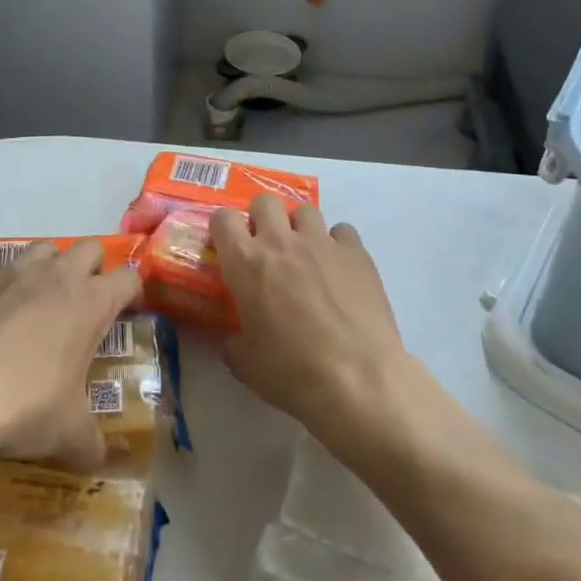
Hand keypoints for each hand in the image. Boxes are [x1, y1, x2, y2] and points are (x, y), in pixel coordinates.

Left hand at [0, 241, 137, 475]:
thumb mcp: (65, 433)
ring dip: (48, 268)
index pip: (129, 277)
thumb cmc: (22, 405)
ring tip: (38, 304)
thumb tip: (100, 461)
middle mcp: (56, 276)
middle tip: (83, 305)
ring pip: (43, 248)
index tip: (128, 312)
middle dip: (93, 269)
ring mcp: (11, 272)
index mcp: (90, 302)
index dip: (132, 292)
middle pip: (89, 248)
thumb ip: (89, 443)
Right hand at [210, 195, 407, 438]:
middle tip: (267, 247)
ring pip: (305, 210)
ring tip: (306, 256)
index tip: (228, 246)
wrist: (357, 379)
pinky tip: (340, 270)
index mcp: (246, 263)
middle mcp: (281, 242)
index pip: (223, 219)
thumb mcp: (246, 365)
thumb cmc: (292, 372)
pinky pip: (342, 232)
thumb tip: (234, 339)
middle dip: (262, 217)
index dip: (223, 228)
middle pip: (265, 201)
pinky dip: (337, 245)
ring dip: (300, 228)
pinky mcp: (357, 253)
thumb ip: (234, 343)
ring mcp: (322, 243)